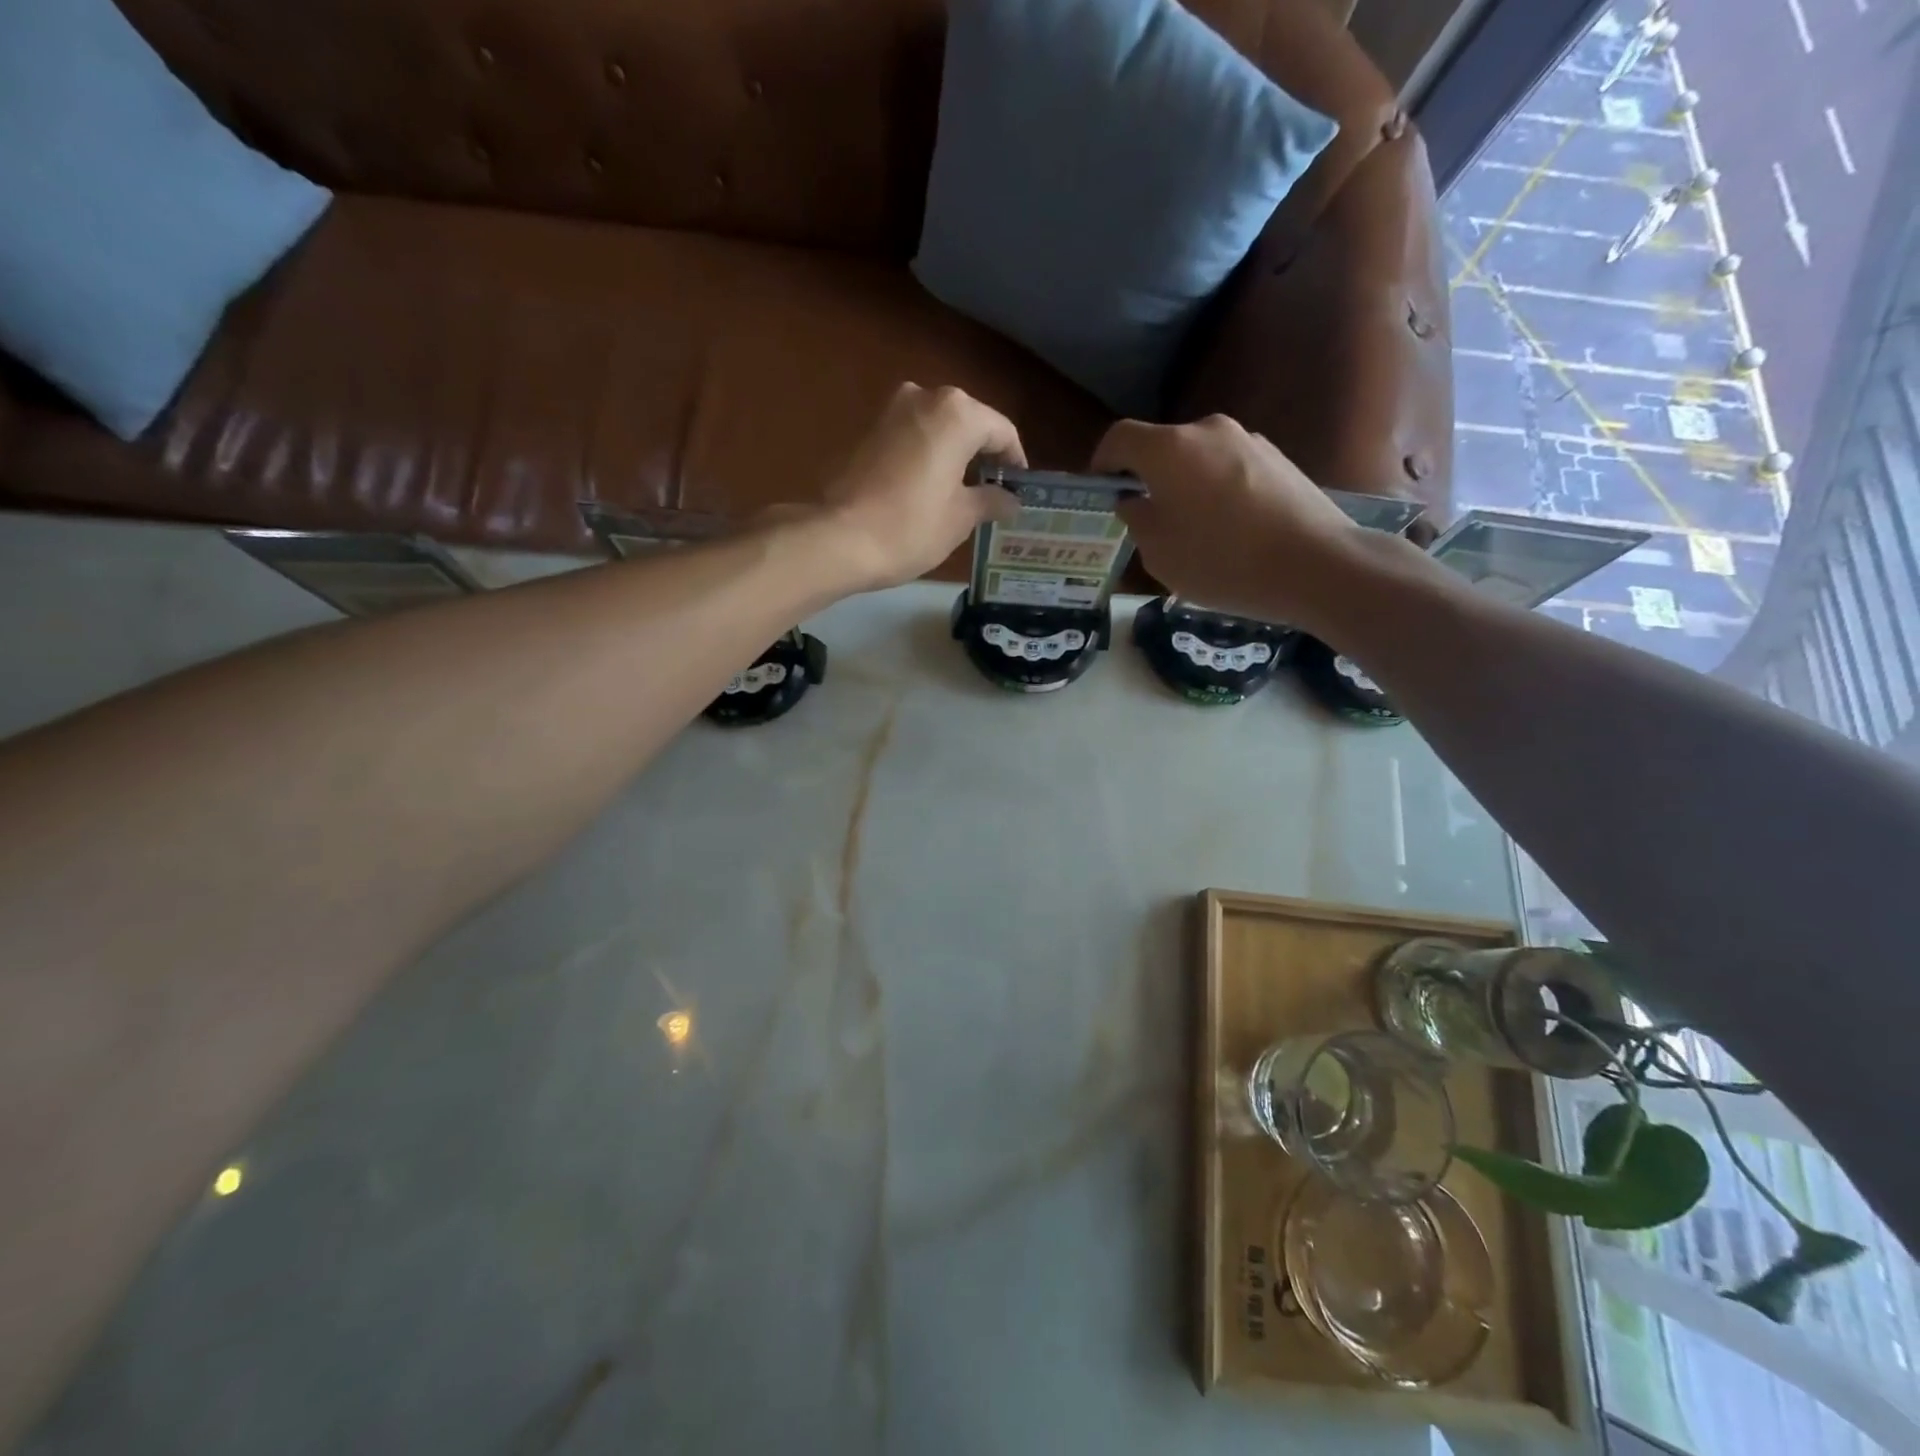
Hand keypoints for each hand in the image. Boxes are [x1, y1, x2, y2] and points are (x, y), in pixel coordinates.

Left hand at [820, 384, 1023, 591]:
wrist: (840, 537)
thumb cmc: (911, 526)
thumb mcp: (961, 518)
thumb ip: (991, 500)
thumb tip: (1011, 500)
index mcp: (957, 413)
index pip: (1001, 431)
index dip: (1015, 461)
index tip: (1019, 489)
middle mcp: (925, 397)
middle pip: (969, 422)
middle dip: (983, 455)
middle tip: (994, 491)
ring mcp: (892, 410)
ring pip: (938, 427)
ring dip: (954, 454)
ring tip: (963, 491)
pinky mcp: (869, 429)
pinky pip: (912, 436)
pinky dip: (927, 455)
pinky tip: (930, 487)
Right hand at [1091, 415, 1371, 630]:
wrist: (1316, 565)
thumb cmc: (1222, 562)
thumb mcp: (1159, 554)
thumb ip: (1137, 520)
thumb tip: (1135, 501)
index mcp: (1169, 449)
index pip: (1119, 438)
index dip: (1102, 462)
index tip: (1101, 491)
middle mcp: (1207, 431)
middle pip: (1162, 447)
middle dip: (1147, 478)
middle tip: (1146, 520)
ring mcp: (1248, 440)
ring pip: (1198, 459)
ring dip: (1185, 486)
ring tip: (1193, 531)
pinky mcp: (1278, 458)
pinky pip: (1230, 469)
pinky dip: (1217, 492)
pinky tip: (1230, 531)